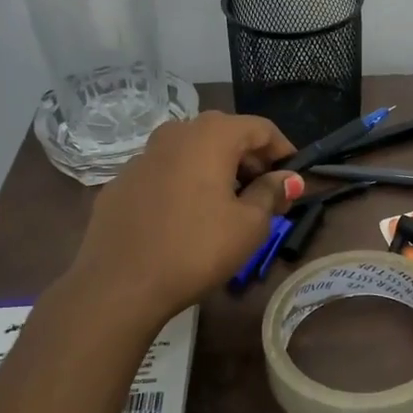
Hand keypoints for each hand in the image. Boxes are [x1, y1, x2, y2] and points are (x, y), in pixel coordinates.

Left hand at [67, 112, 301, 322]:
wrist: (118, 284)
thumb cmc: (196, 249)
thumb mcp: (249, 225)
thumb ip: (271, 193)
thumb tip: (288, 178)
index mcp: (211, 135)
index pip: (260, 128)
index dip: (283, 150)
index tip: (293, 178)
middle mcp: (175, 133)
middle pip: (224, 133)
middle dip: (250, 159)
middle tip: (265, 193)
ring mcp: (142, 156)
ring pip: (191, 151)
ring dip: (216, 169)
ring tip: (227, 205)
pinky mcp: (121, 182)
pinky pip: (165, 172)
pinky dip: (184, 183)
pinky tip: (186, 218)